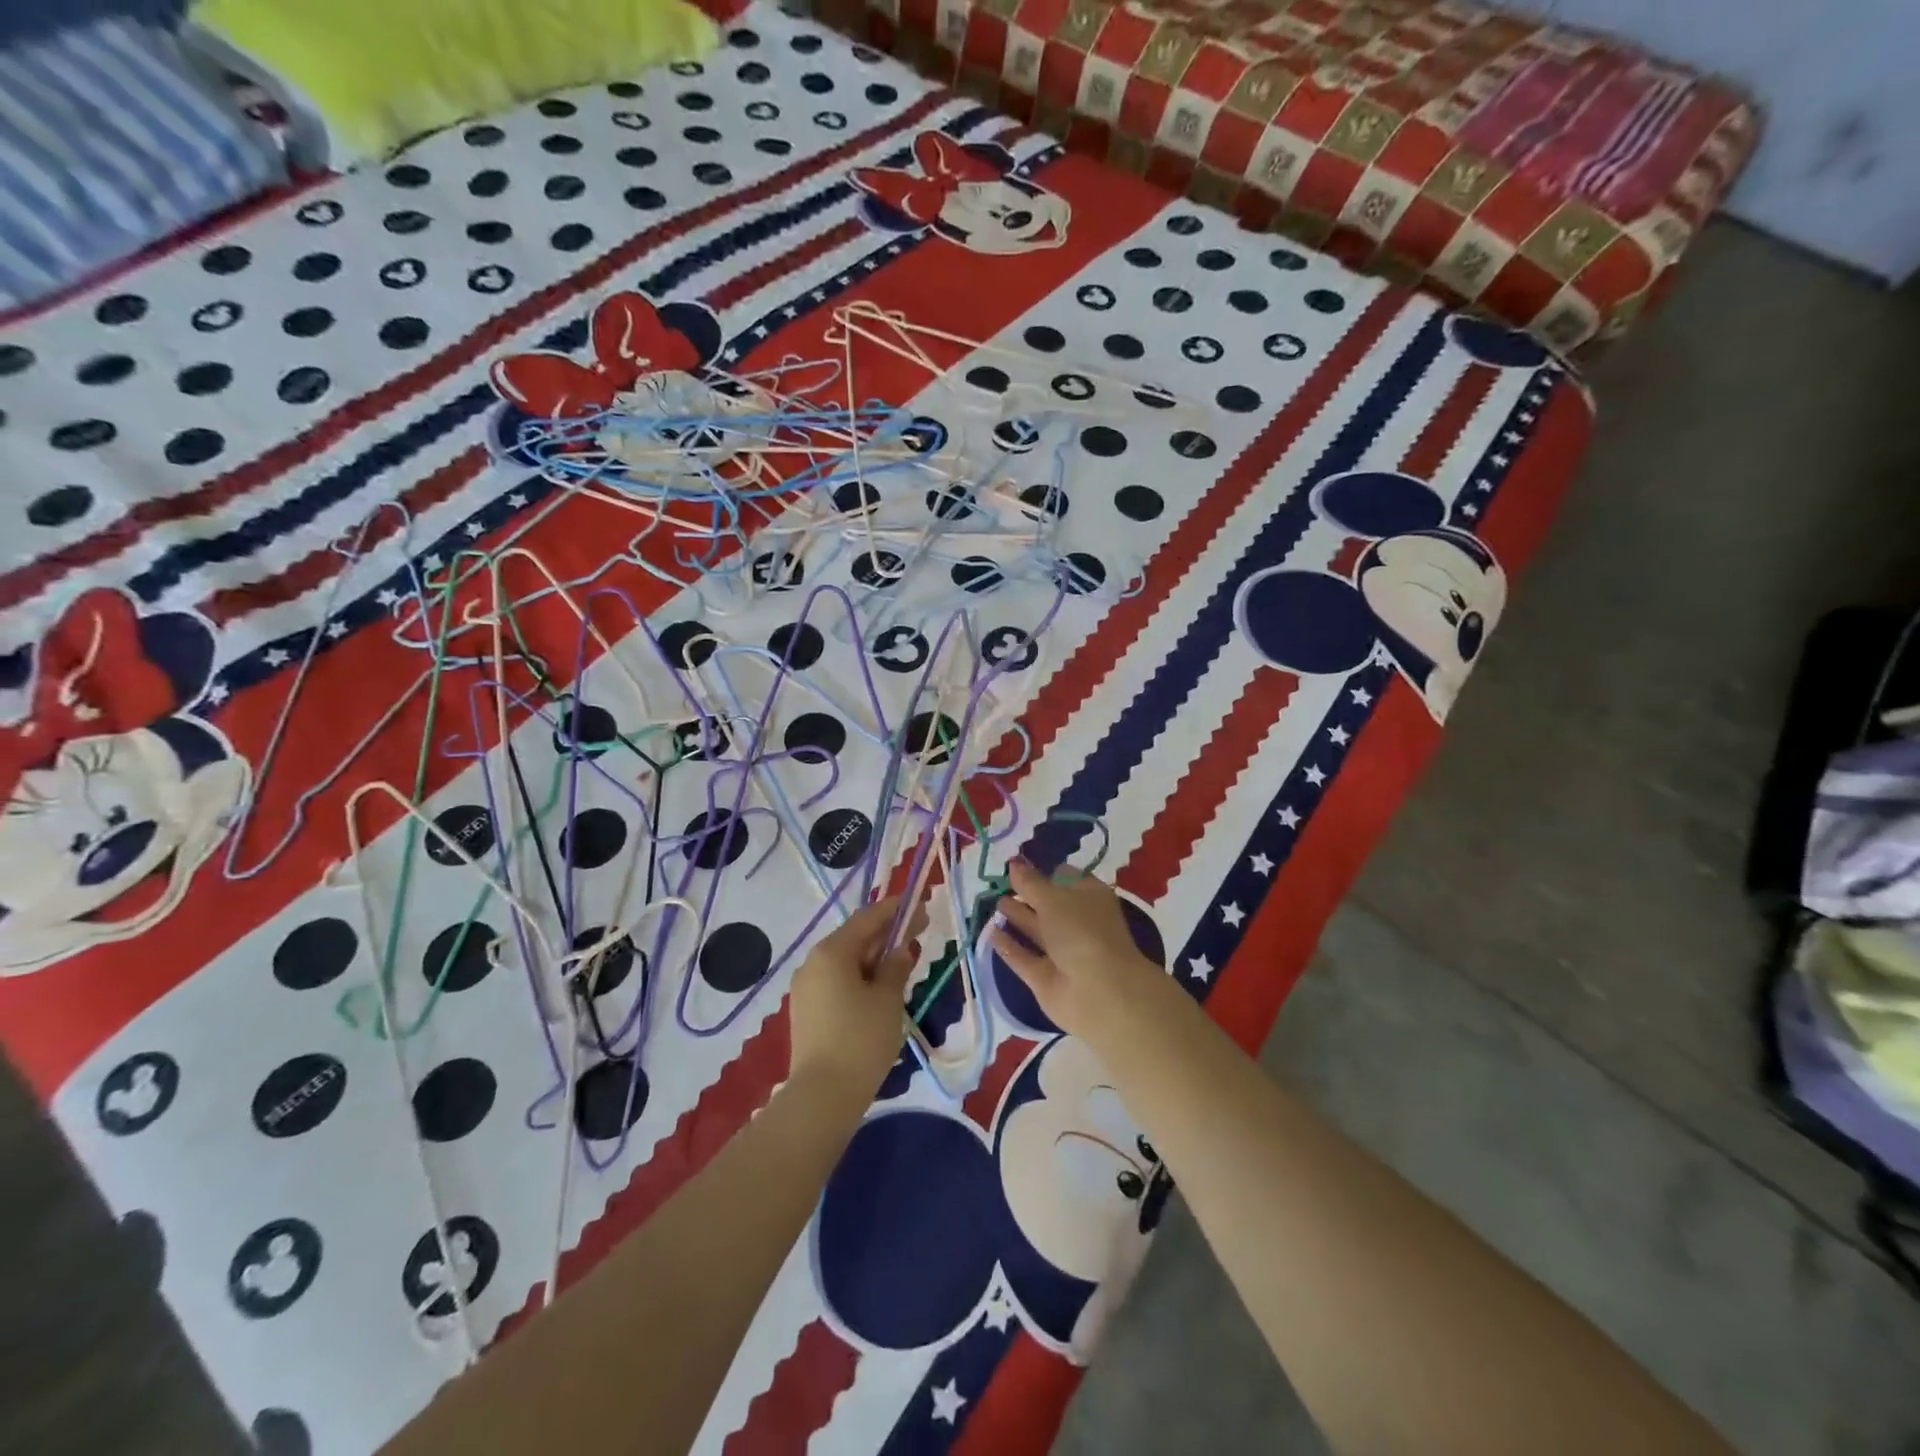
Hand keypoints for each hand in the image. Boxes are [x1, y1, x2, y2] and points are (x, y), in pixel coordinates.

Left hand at [788, 892, 928, 1093]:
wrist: (822, 1096)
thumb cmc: (861, 1039)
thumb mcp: (888, 999)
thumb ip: (896, 966)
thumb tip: (899, 949)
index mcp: (831, 952)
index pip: (868, 919)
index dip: (896, 910)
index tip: (920, 906)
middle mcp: (812, 962)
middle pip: (855, 938)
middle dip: (886, 935)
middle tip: (918, 933)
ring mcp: (805, 988)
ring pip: (845, 962)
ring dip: (874, 959)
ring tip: (903, 963)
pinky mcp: (806, 1011)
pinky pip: (837, 982)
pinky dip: (860, 978)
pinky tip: (879, 990)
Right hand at [987, 858, 1167, 1043]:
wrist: (1099, 992)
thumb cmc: (1081, 931)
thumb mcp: (1053, 897)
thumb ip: (1029, 882)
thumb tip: (1014, 862)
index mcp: (1089, 897)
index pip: (1065, 877)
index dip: (1044, 871)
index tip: (1018, 866)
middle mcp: (1077, 922)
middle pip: (1048, 904)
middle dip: (1026, 894)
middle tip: (998, 883)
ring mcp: (1062, 952)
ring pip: (1035, 930)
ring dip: (1016, 916)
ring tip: (993, 903)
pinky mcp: (1046, 977)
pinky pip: (1024, 957)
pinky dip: (1009, 945)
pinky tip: (989, 932)